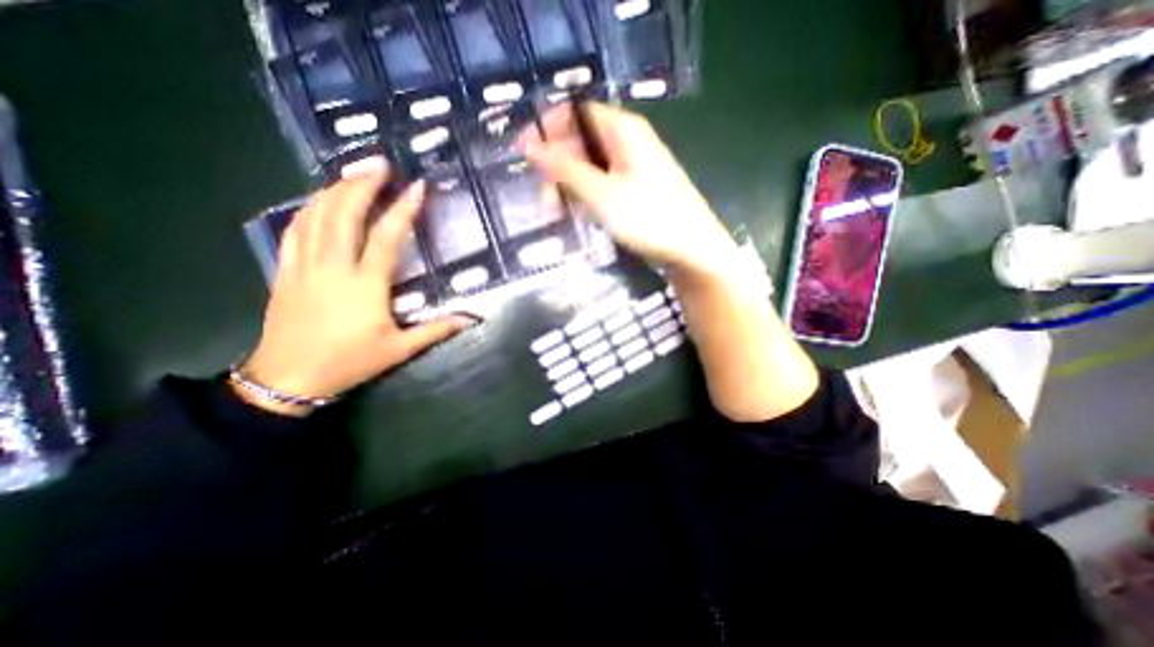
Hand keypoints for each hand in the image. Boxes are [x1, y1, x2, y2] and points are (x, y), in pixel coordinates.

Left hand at [238, 167, 473, 417]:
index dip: (403, 209)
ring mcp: (304, 265)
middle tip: (380, 164)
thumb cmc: (350, 362)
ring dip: (335, 190)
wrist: (288, 378)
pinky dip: (309, 208)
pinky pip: (295, 229)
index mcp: (365, 285)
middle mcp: (333, 267)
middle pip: (344, 214)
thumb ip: (436, 330)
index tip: (417, 187)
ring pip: (315, 215)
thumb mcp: (399, 349)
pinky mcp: (285, 269)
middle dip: (362, 184)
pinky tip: (319, 200)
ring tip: (353, 173)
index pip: (386, 237)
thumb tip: (471, 318)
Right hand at [527, 102, 738, 280]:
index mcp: (622, 130)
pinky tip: (581, 218)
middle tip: (545, 206)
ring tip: (559, 218)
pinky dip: (586, 198)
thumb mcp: (601, 194)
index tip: (524, 155)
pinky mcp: (636, 189)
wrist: (691, 250)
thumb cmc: (648, 218)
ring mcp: (633, 167)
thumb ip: (565, 169)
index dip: (546, 130)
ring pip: (589, 168)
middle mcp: (627, 142)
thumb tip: (529, 146)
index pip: (574, 114)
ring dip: (569, 189)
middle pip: (580, 143)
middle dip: (556, 171)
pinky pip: (602, 185)